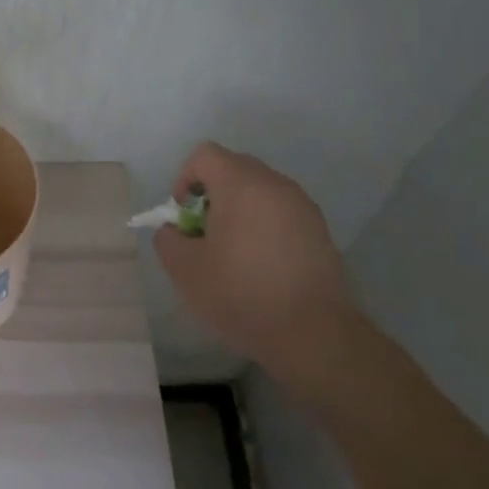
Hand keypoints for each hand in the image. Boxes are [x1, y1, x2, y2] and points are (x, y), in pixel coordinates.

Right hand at [154, 141, 353, 390]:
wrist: (313, 334)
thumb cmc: (241, 294)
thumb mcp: (184, 269)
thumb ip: (168, 238)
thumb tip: (176, 229)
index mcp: (241, 184)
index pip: (204, 155)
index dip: (185, 178)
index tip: (184, 215)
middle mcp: (275, 184)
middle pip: (234, 168)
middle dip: (212, 193)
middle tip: (205, 232)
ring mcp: (302, 206)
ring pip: (260, 190)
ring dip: (240, 209)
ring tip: (234, 251)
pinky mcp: (320, 230)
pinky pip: (281, 212)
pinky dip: (265, 225)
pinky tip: (262, 264)